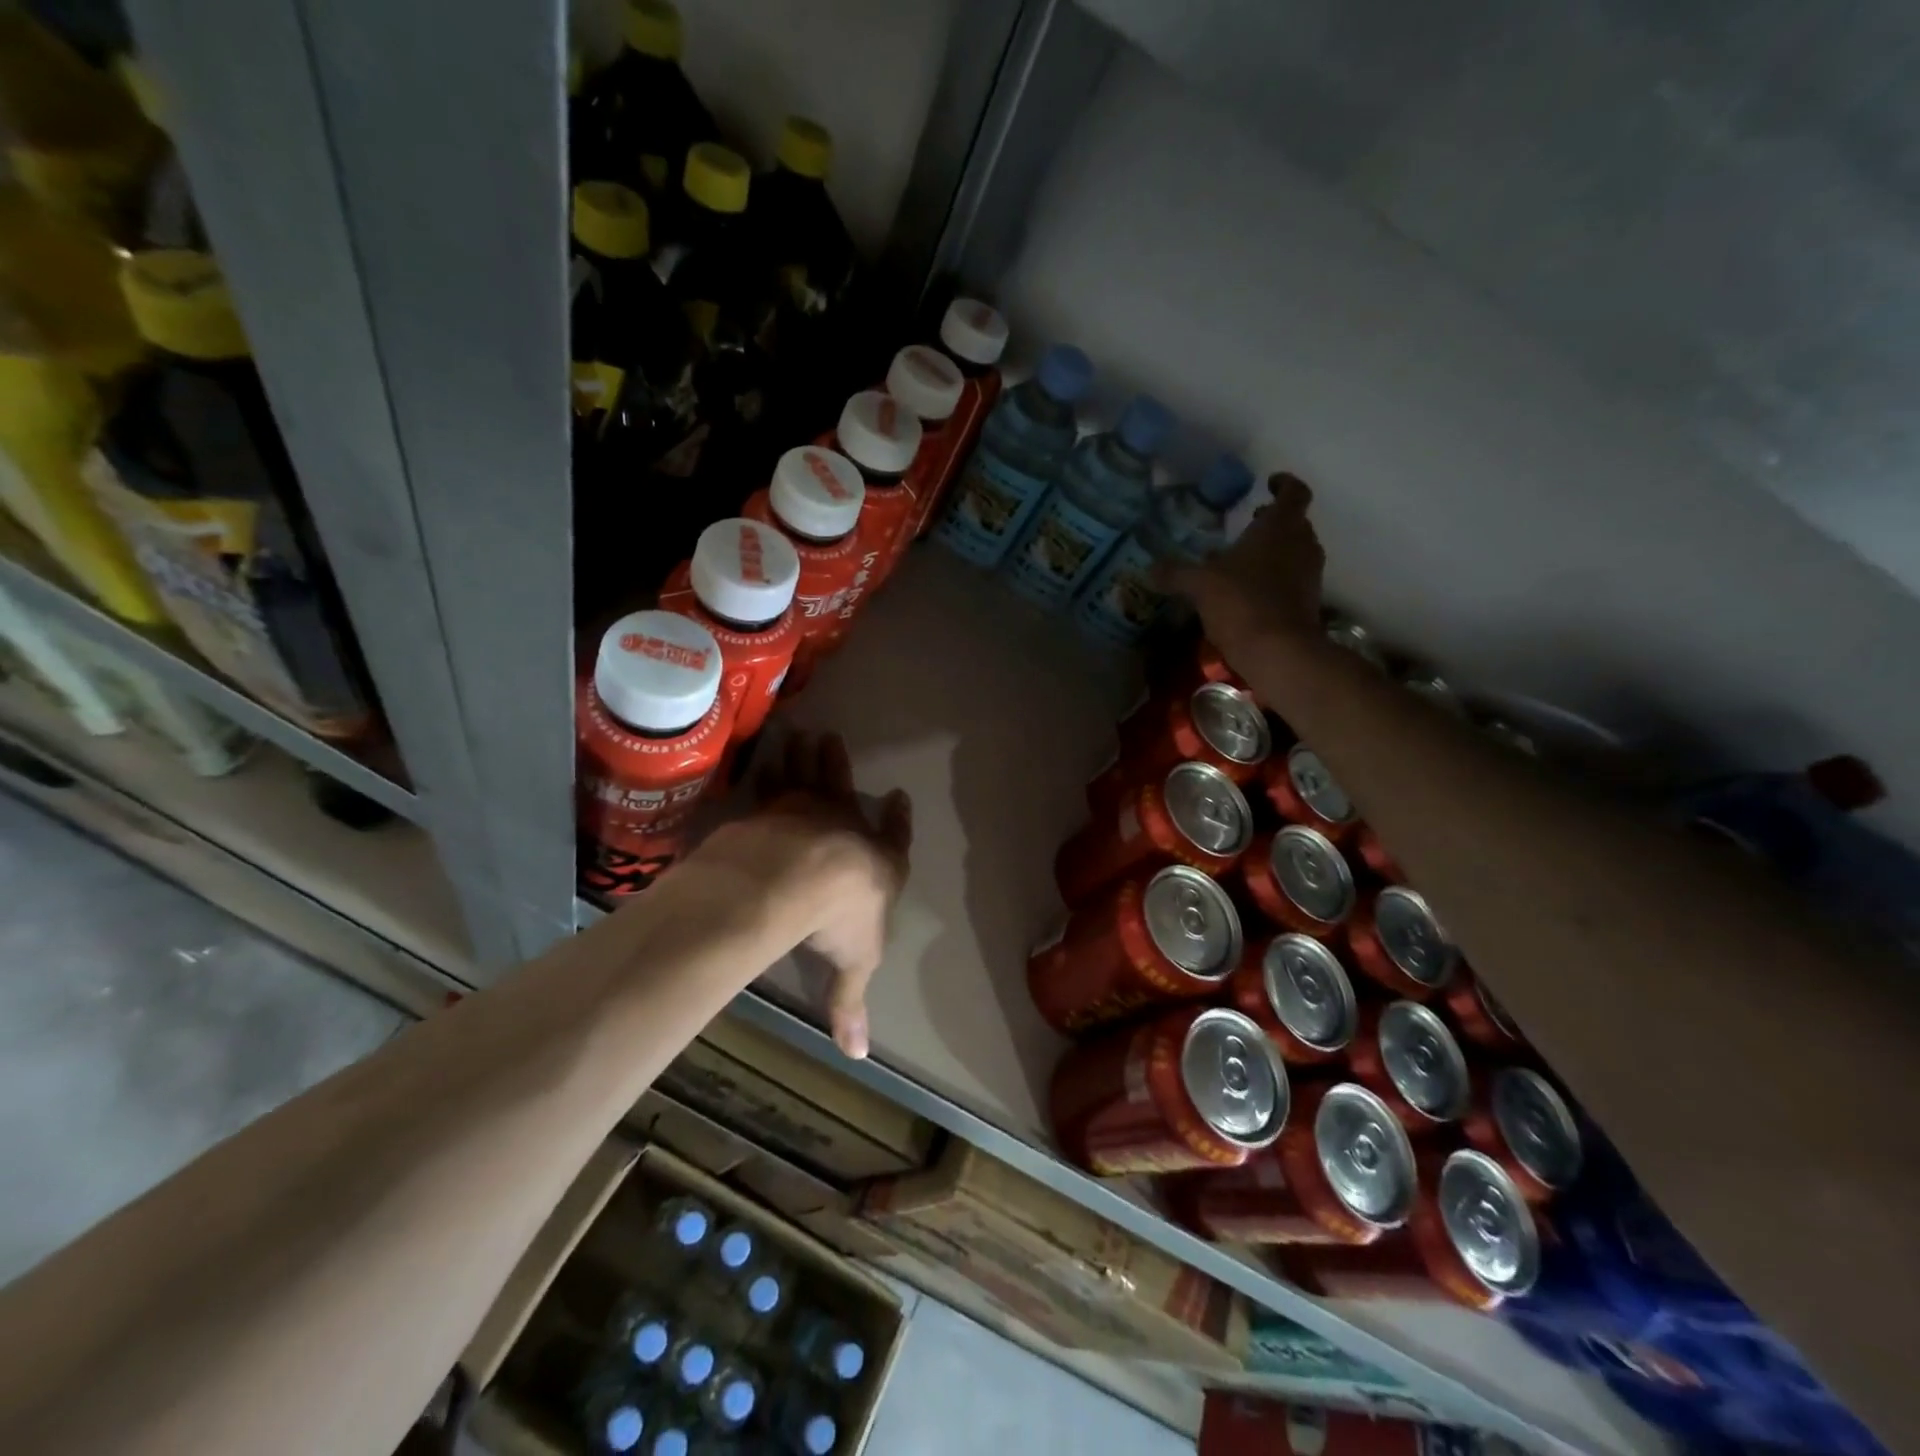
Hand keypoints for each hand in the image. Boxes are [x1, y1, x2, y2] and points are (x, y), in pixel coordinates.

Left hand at [749, 732, 911, 1058]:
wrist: (800, 876)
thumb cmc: (840, 918)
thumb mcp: (853, 965)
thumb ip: (850, 1004)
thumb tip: (858, 1055)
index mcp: (878, 861)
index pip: (895, 838)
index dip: (899, 821)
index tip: (899, 798)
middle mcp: (847, 827)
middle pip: (846, 791)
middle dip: (839, 767)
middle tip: (831, 740)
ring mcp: (809, 810)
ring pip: (810, 775)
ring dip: (806, 756)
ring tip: (800, 733)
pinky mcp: (774, 806)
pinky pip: (771, 783)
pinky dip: (767, 771)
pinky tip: (757, 759)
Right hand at [1165, 473, 1324, 662]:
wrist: (1278, 651)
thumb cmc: (1241, 602)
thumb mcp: (1199, 584)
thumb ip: (1176, 573)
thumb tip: (1151, 568)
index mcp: (1280, 527)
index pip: (1294, 493)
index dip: (1284, 484)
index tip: (1269, 483)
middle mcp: (1301, 544)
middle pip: (1294, 523)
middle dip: (1273, 522)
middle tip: (1249, 524)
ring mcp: (1309, 575)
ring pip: (1294, 552)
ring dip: (1273, 551)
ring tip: (1242, 561)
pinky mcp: (1308, 602)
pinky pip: (1291, 579)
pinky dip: (1274, 578)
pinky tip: (1247, 592)